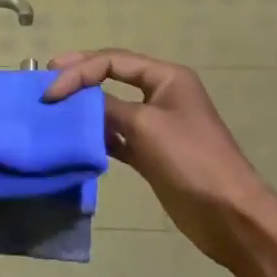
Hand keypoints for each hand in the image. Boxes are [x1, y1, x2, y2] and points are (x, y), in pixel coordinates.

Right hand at [43, 48, 276, 266]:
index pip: (114, 61)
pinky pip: (116, 135)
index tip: (51, 88)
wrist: (229, 215)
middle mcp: (161, 95)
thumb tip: (76, 101)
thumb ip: (107, 108)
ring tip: (54, 110)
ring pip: (111, 107)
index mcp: (167, 77)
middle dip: (80, 79)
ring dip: (85, 108)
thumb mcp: (145, 125)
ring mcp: (156, 125)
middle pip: (112, 77)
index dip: (80, 70)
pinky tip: (76, 139)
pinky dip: (96, 135)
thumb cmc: (191, 159)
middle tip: (47, 83)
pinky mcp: (150, 153)